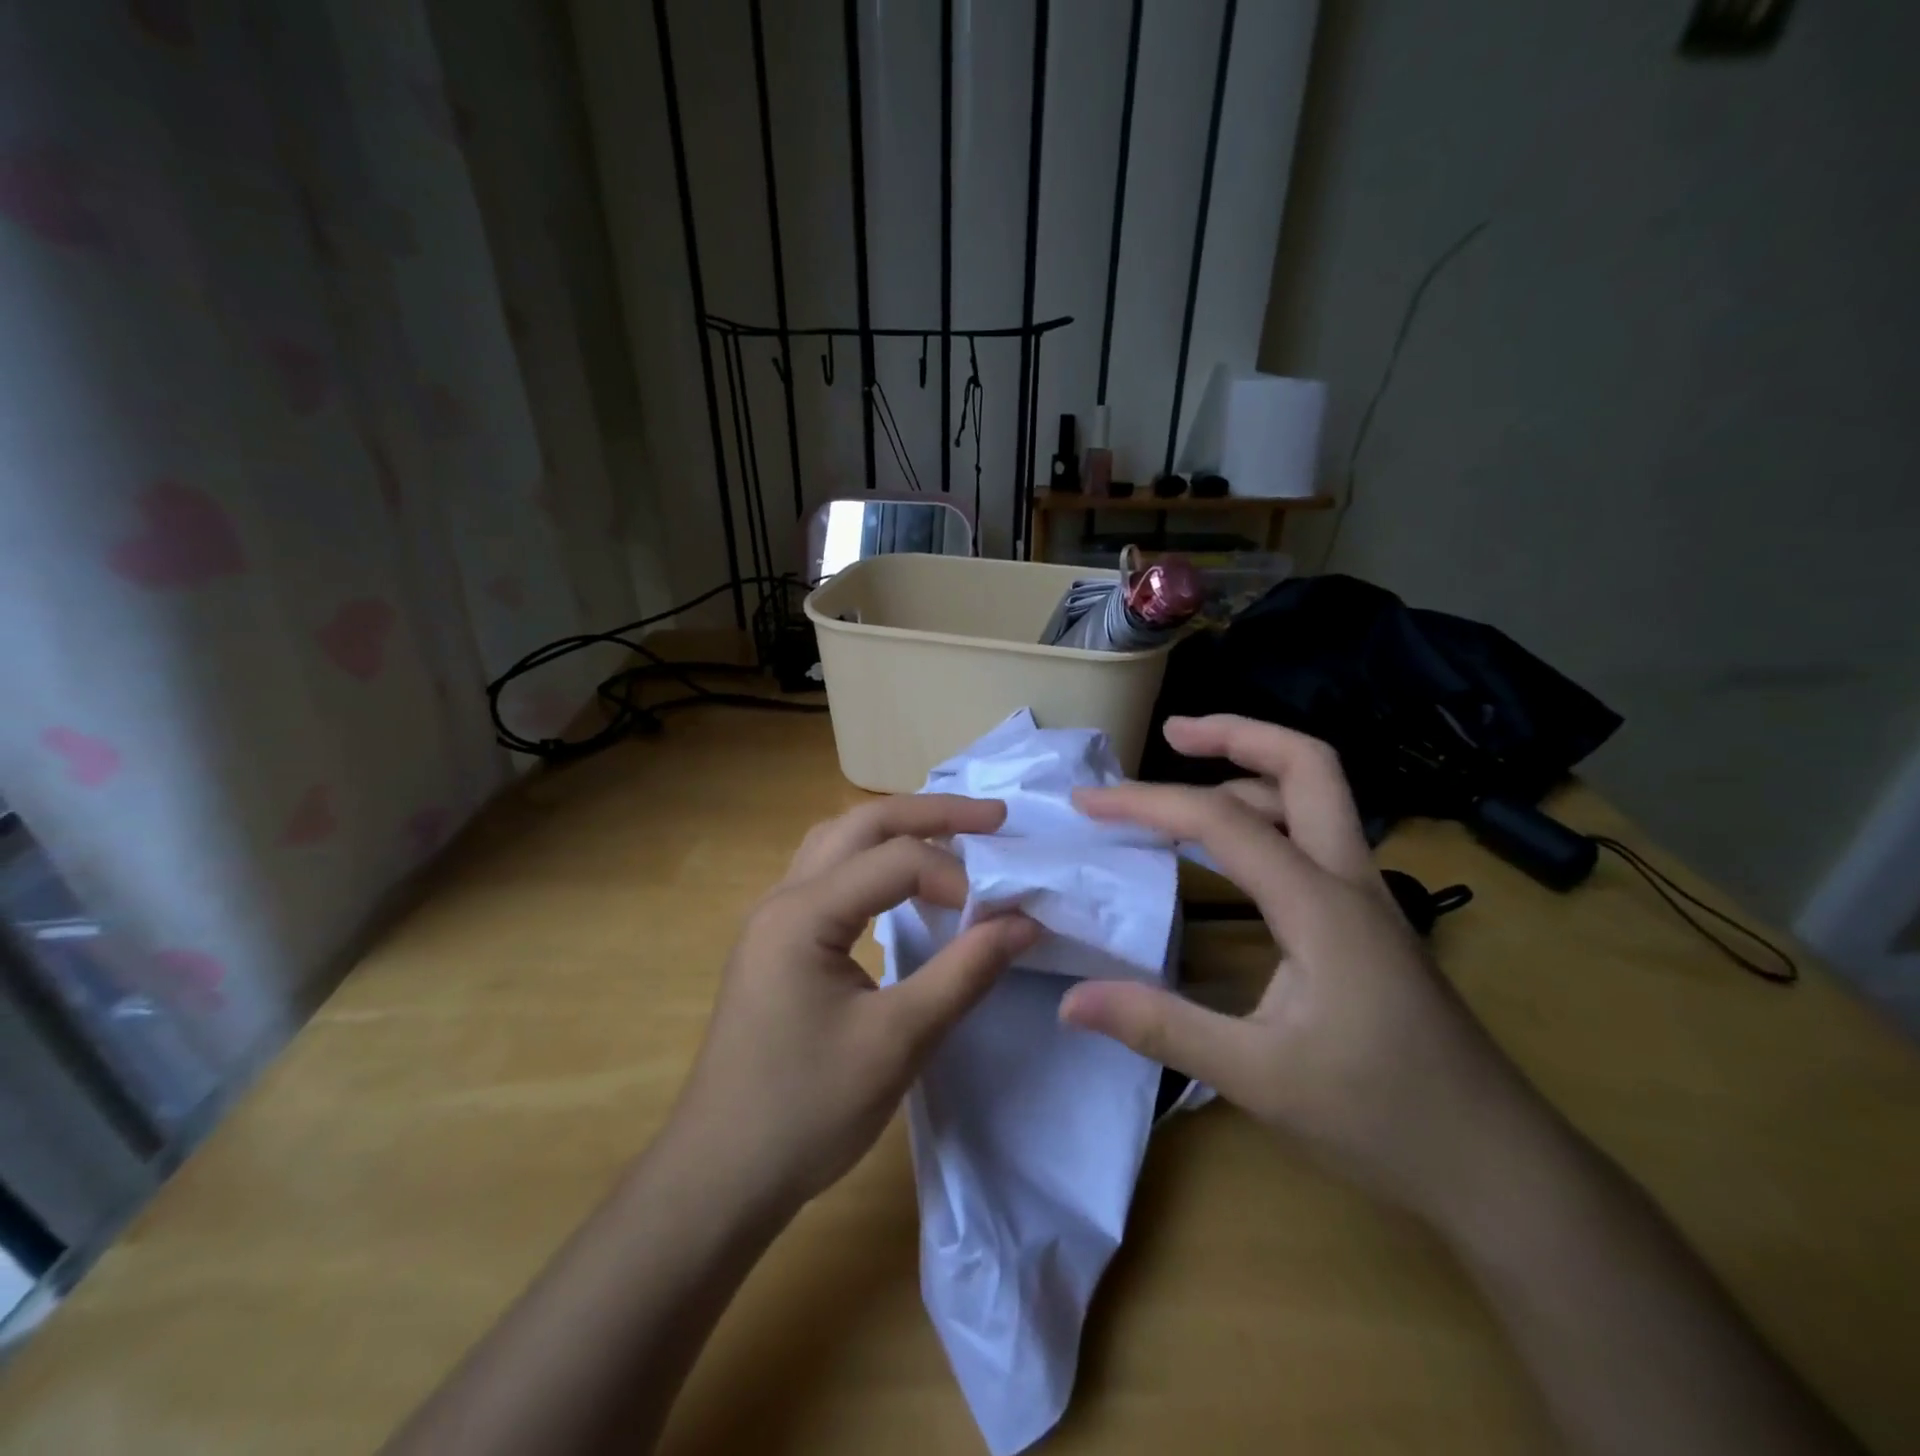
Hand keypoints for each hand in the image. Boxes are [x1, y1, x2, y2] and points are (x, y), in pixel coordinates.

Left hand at [668, 795, 1040, 1212]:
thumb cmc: (806, 1110)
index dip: (956, 877)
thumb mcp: (898, 1042)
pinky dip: (874, 862)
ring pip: (839, 842)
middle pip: (861, 824)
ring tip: (952, 836)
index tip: (999, 918)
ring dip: (897, 830)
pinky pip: (830, 874)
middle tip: (993, 819)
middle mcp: (782, 898)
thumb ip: (964, 973)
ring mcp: (774, 919)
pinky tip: (901, 885)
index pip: (895, 859)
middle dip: (930, 813)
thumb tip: (1025, 923)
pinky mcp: (777, 944)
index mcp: (803, 913)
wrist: (720, 1177)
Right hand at [1060, 715, 1542, 1222]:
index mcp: (1320, 904)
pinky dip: (1268, 815)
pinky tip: (1234, 852)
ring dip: (1252, 771)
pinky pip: (1316, 837)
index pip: (1223, 821)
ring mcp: (1366, 897)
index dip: (1149, 802)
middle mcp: (1349, 880)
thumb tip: (1070, 1001)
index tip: (1089, 803)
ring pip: (1317, 796)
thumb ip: (1161, 1028)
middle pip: (1308, 764)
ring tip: (1189, 786)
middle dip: (1237, 733)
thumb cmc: (1382, 1118)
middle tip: (1173, 733)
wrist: (1500, 1168)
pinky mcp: (1369, 921)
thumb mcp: (1259, 1077)